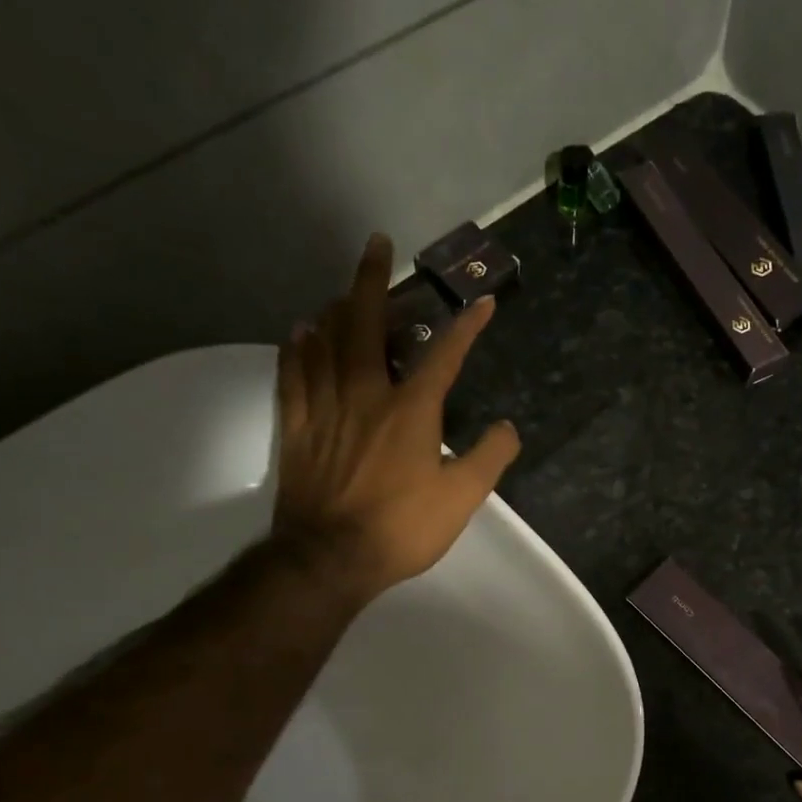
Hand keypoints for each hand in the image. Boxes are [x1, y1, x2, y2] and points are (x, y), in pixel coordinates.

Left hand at [271, 233, 519, 601]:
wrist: (331, 558)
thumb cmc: (402, 528)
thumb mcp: (462, 499)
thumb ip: (489, 458)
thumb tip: (509, 427)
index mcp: (411, 410)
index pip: (444, 356)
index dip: (466, 327)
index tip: (484, 301)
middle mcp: (365, 394)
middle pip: (364, 323)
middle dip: (373, 279)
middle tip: (376, 243)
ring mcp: (325, 408)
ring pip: (325, 341)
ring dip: (336, 307)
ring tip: (344, 289)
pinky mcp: (296, 427)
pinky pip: (292, 375)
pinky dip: (297, 348)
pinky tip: (299, 332)